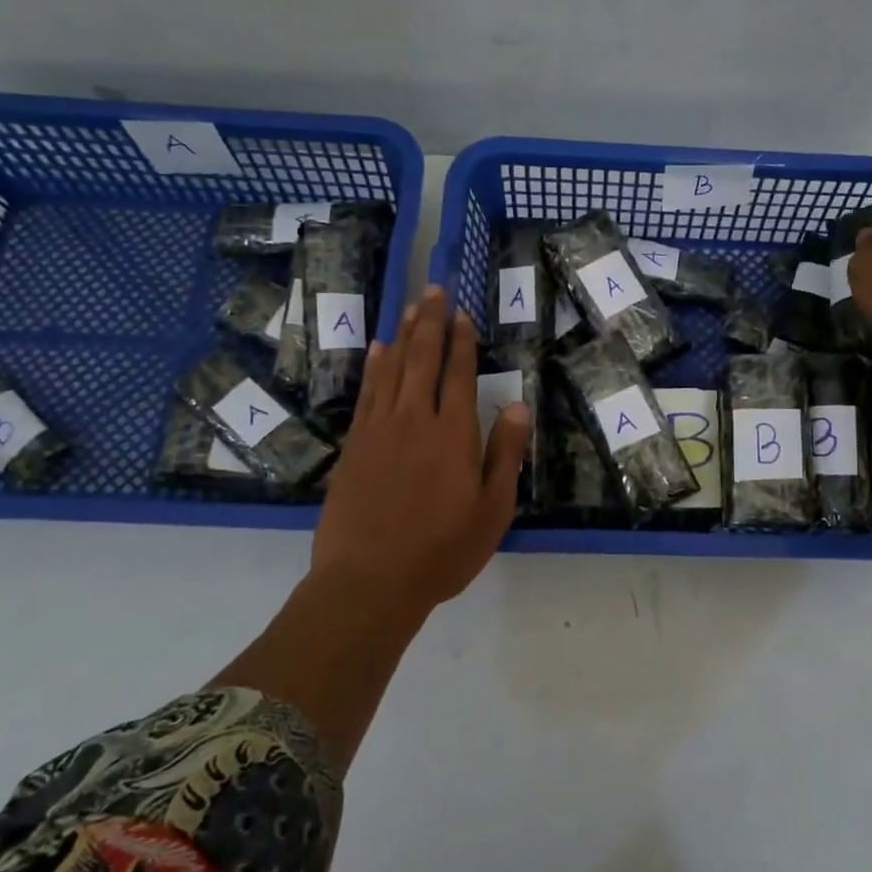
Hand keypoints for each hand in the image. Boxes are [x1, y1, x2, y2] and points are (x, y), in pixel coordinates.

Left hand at [310, 286, 528, 616]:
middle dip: (430, 322)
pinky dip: (373, 367)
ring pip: (391, 369)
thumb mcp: (492, 510)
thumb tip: (517, 404)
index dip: (461, 341)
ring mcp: (378, 431)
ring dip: (403, 335)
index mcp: (453, 434)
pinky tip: (377, 350)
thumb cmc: (442, 550)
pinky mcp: (354, 446)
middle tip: (434, 289)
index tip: (463, 313)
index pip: (458, 374)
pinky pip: (366, 393)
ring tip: (411, 307)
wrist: (369, 581)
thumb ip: (505, 454)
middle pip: (422, 359)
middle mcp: (414, 420)